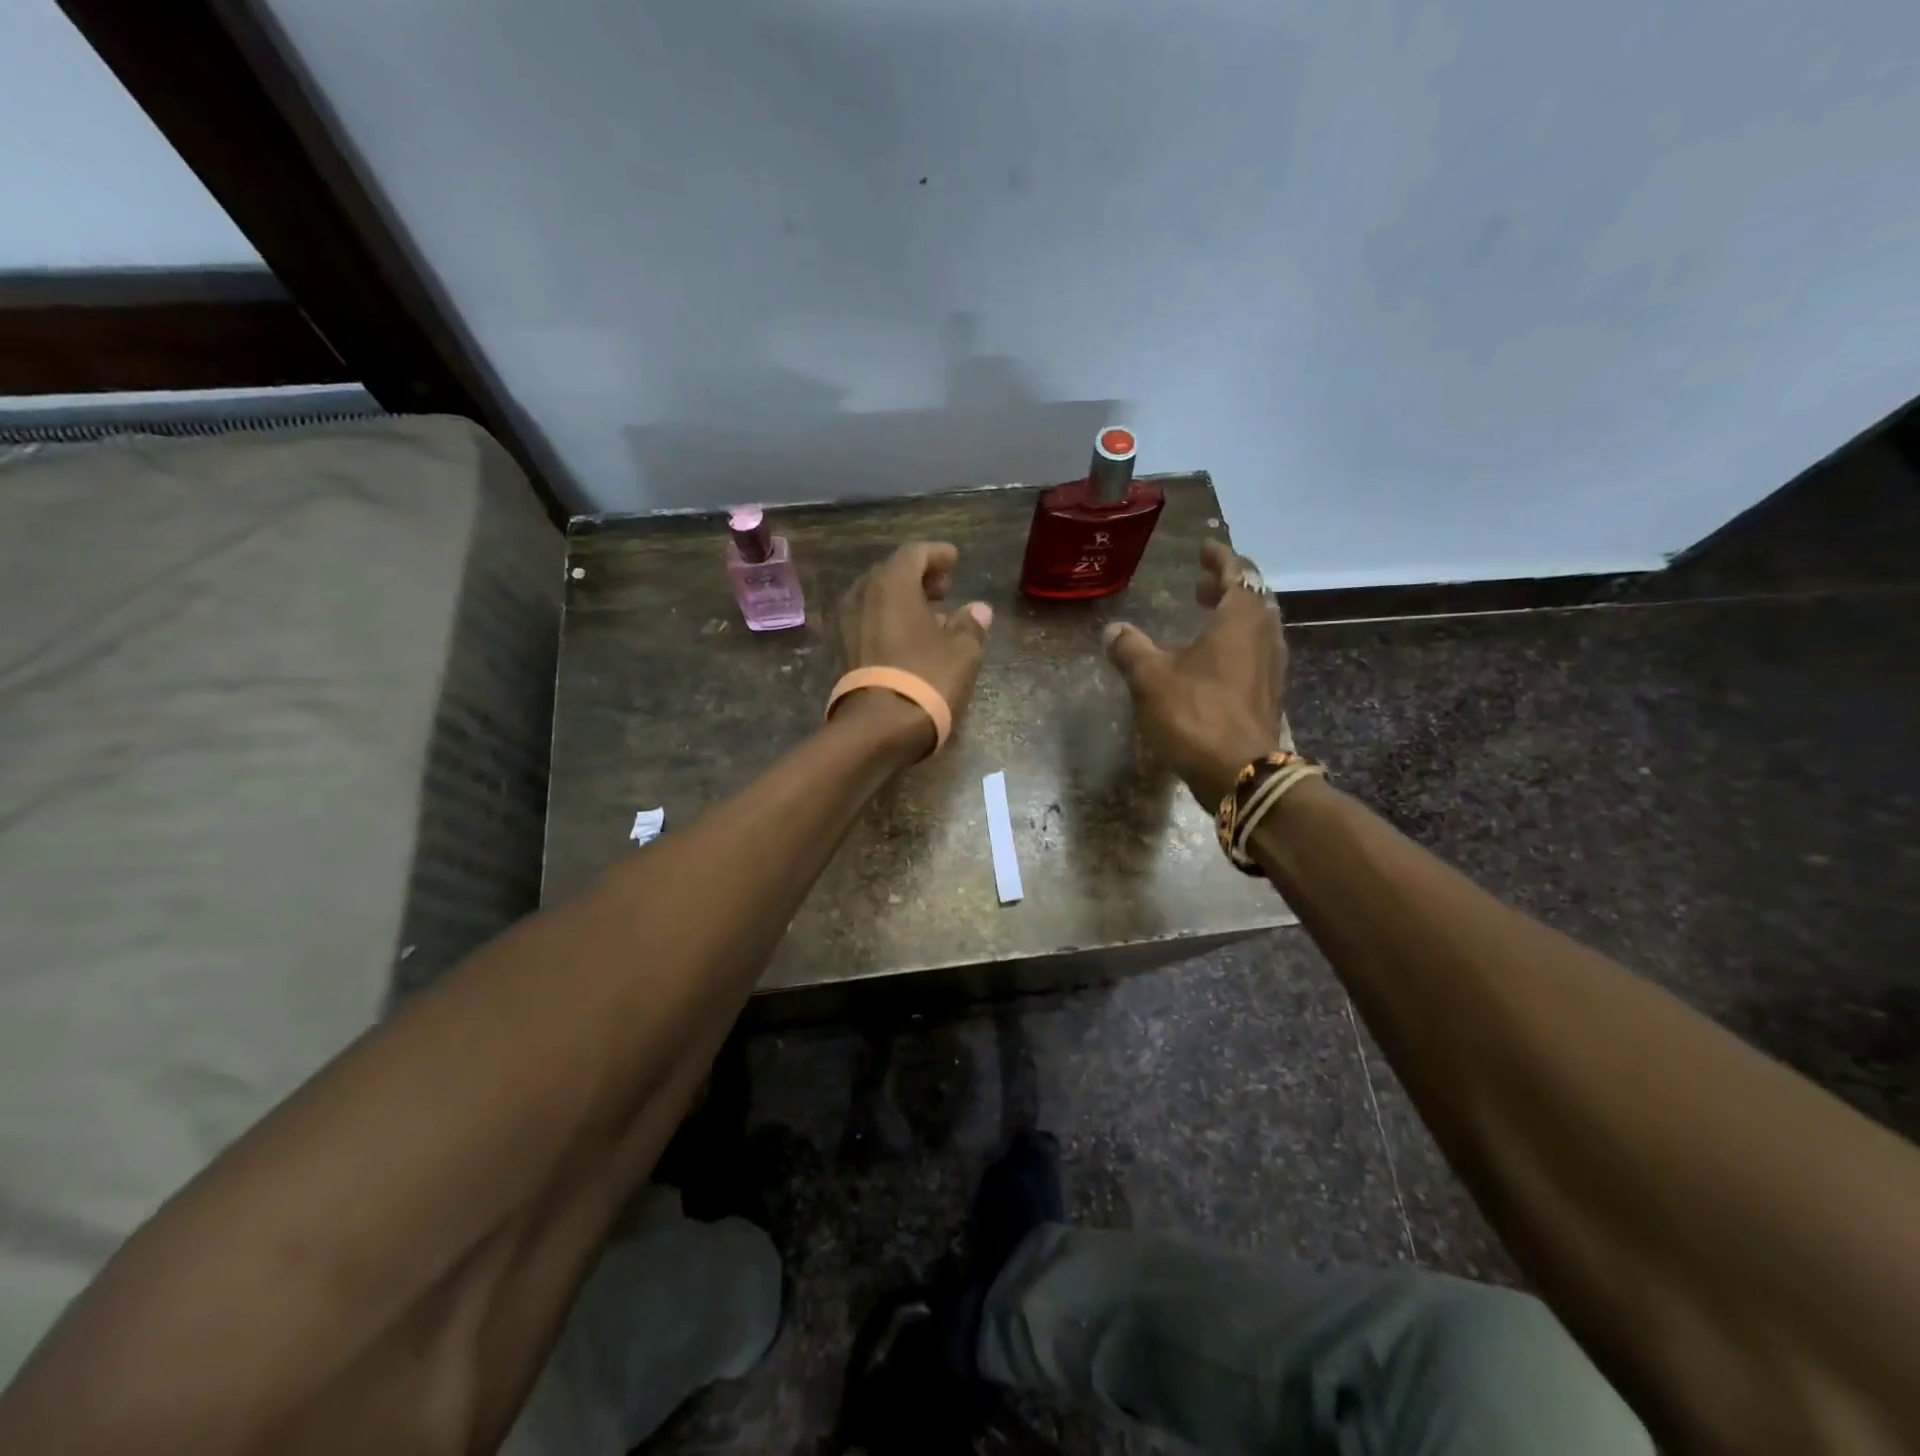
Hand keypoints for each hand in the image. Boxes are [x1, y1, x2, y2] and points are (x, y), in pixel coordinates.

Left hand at [836, 541, 993, 755]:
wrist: (879, 727)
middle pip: (891, 574)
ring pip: (878, 600)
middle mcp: (864, 596)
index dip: (937, 554)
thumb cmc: (926, 679)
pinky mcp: (844, 652)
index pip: (914, 554)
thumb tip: (979, 610)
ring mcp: (849, 625)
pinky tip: (912, 639)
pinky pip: (870, 622)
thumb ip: (971, 625)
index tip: (954, 559)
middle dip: (919, 577)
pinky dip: (891, 621)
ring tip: (933, 615)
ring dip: (904, 601)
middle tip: (944, 587)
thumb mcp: (962, 652)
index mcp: (891, 585)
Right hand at [1103, 540, 1285, 805]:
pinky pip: (1255, 653)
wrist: (1241, 774)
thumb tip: (1113, 630)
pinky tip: (1211, 662)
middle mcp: (1265, 635)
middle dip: (1227, 587)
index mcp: (1241, 619)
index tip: (1204, 548)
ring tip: (1204, 620)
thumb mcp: (1150, 678)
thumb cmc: (1196, 715)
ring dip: (1232, 616)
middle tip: (1200, 586)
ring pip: (1256, 627)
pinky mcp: (1269, 694)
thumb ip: (1130, 649)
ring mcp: (1272, 667)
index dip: (1219, 558)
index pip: (1236, 572)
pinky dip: (1235, 644)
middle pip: (1252, 598)